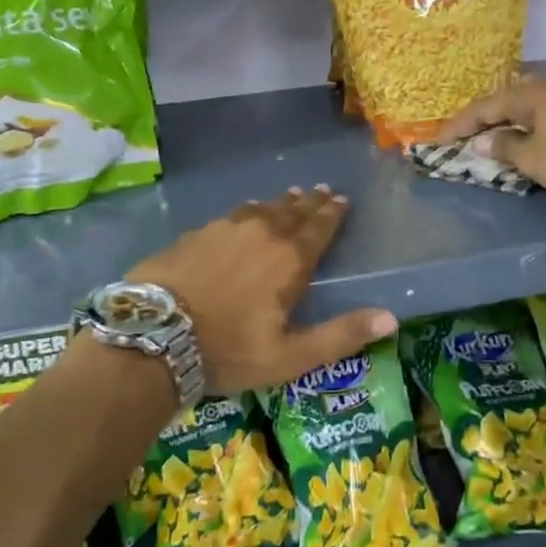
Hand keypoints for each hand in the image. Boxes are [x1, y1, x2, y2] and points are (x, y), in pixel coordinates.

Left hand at [127, 187, 396, 396]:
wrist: (154, 336)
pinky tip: (244, 212)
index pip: (319, 228)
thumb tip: (392, 319)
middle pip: (292, 212)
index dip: (332, 214)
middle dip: (310, 202)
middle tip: (321, 191)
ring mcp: (224, 229)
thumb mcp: (291, 355)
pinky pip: (231, 215)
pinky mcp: (195, 234)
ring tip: (290, 196)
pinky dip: (246, 212)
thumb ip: (341, 335)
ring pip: (261, 209)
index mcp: (290, 260)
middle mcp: (262, 234)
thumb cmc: (228, 350)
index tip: (341, 200)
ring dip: (279, 203)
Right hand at [439, 77, 545, 196]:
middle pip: (505, 102)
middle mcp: (545, 89)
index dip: (459, 126)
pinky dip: (530, 126)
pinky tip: (529, 133)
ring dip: (509, 122)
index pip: (482, 108)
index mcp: (526, 95)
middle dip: (484, 119)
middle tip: (466, 134)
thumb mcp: (531, 158)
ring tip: (494, 134)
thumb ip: (504, 147)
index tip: (439, 141)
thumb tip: (482, 141)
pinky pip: (545, 116)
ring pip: (527, 107)